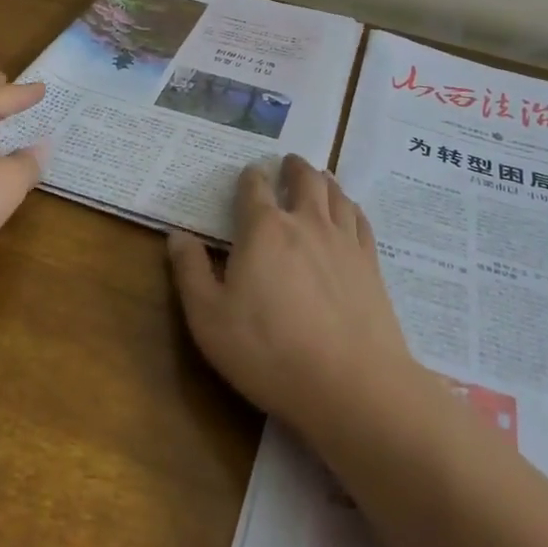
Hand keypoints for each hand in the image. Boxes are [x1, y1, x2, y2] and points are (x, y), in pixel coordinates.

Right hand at [168, 155, 415, 436]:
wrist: (350, 384)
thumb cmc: (269, 351)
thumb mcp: (209, 318)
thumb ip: (190, 272)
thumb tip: (177, 236)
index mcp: (264, 229)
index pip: (254, 187)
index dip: (249, 177)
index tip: (248, 175)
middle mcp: (306, 222)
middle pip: (303, 179)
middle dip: (293, 167)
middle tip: (288, 162)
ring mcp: (343, 240)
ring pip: (336, 193)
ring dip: (324, 179)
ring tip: (319, 176)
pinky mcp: (371, 263)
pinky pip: (361, 220)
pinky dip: (351, 206)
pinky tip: (350, 211)